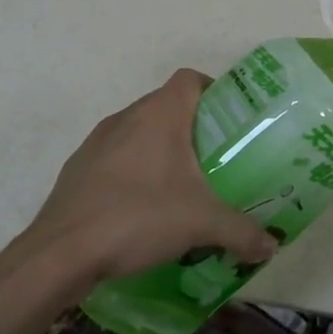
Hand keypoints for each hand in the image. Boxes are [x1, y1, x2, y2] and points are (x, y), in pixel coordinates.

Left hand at [19, 69, 277, 286]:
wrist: (60, 254)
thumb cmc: (137, 218)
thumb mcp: (201, 224)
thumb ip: (242, 232)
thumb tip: (272, 246)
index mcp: (159, 115)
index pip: (190, 79)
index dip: (213, 91)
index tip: (230, 122)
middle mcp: (127, 117)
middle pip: (167, 105)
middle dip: (193, 127)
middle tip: (215, 159)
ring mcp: (97, 142)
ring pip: (139, 131)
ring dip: (160, 149)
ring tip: (181, 185)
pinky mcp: (78, 169)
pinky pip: (115, 157)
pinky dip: (133, 171)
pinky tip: (142, 207)